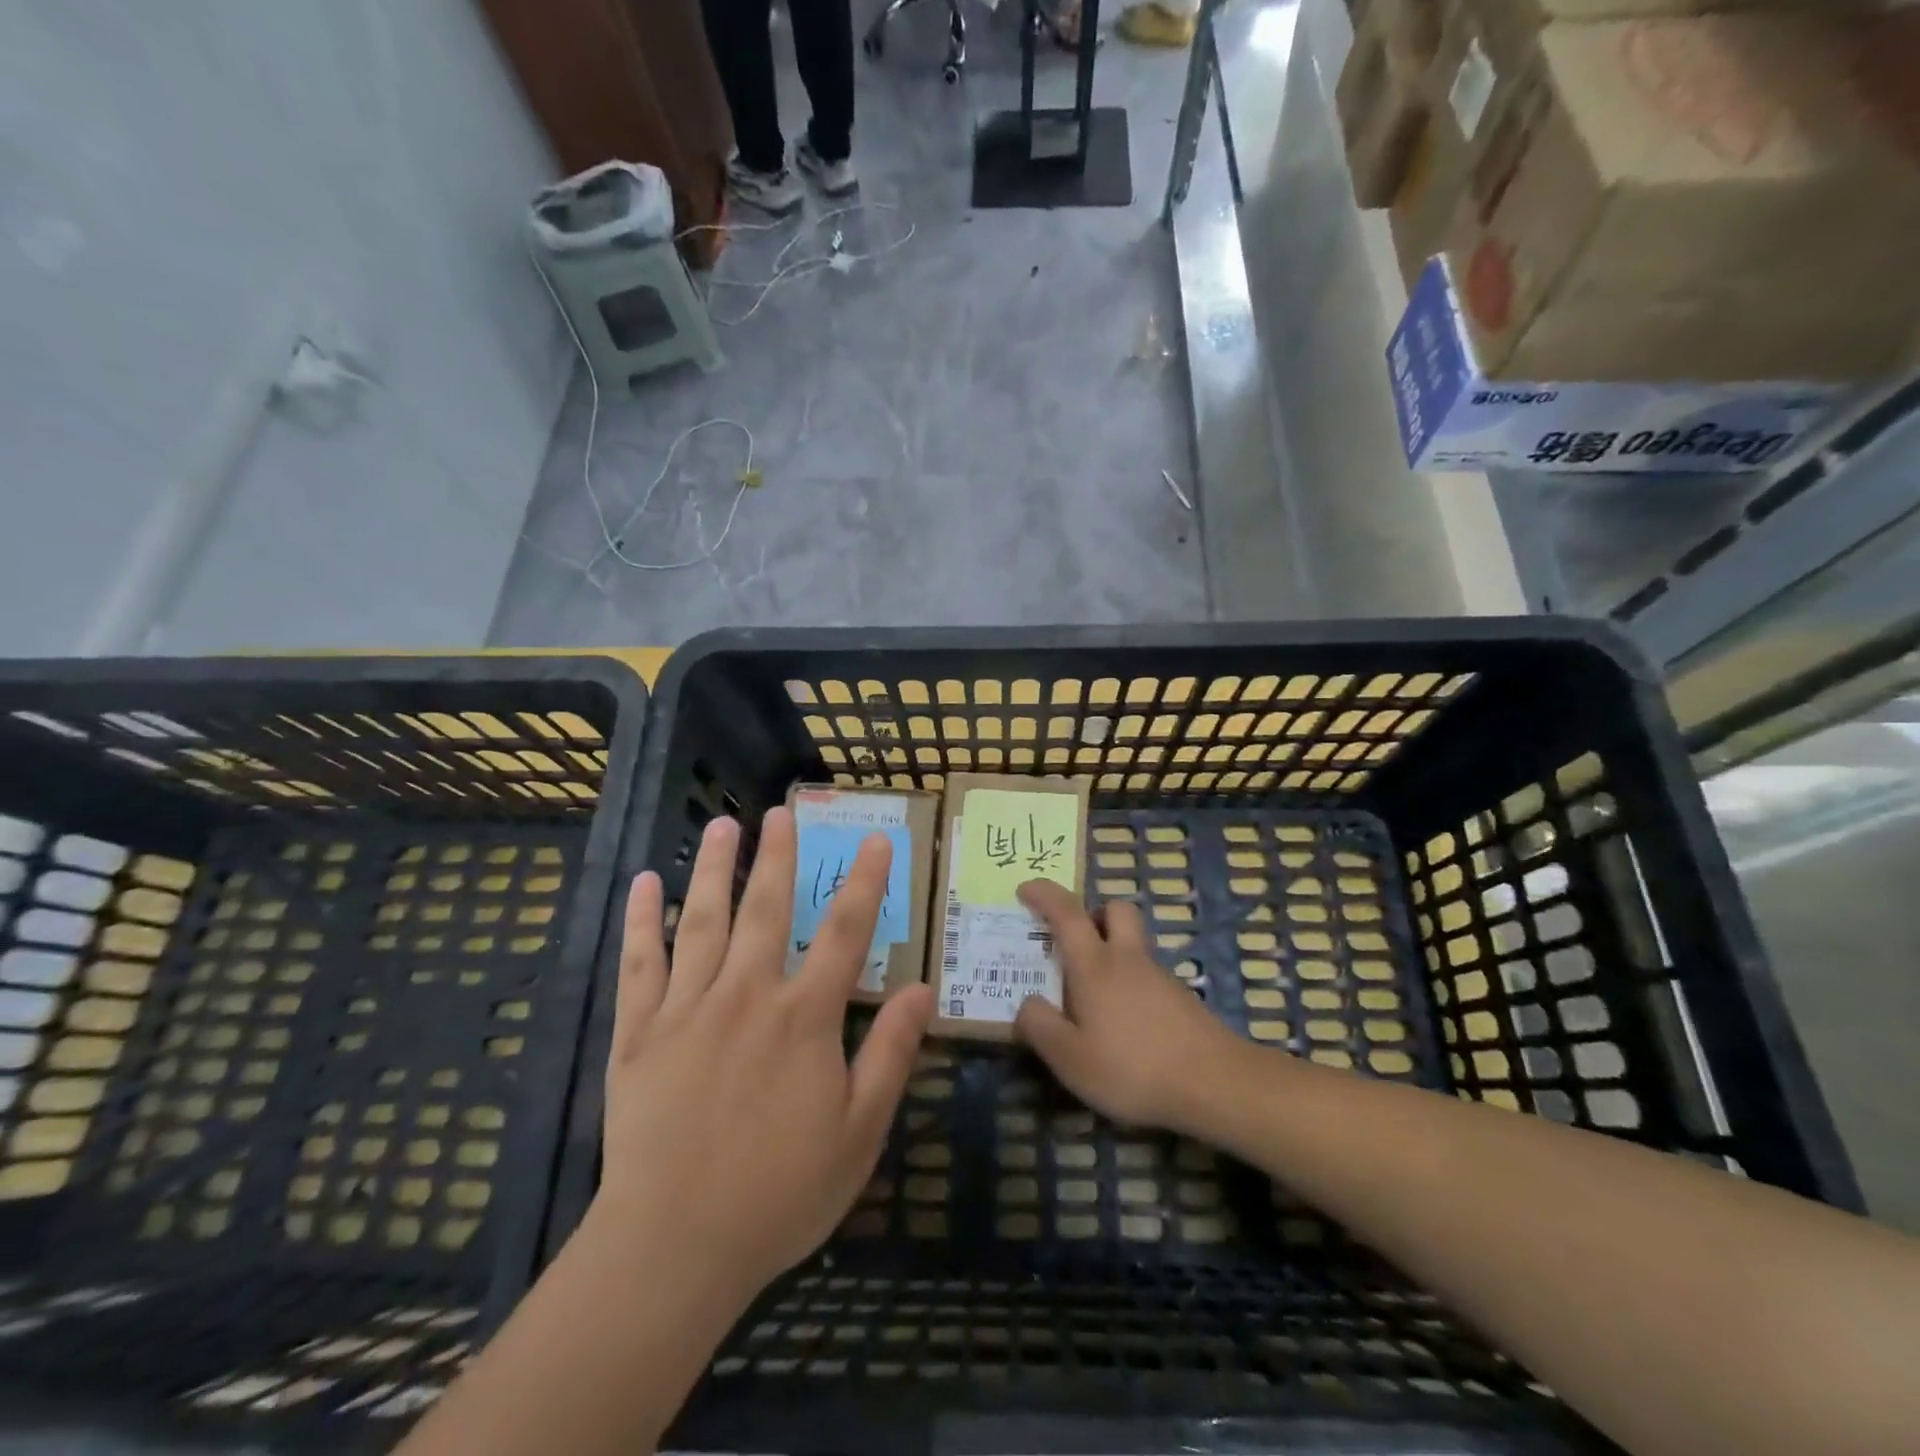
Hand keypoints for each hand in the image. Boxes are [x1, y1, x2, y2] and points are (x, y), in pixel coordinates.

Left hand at [590, 809, 935, 1300]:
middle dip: (778, 857)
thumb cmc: (779, 1193)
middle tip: (781, 811)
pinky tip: (647, 883)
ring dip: (716, 870)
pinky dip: (643, 920)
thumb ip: (891, 1054)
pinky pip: (640, 964)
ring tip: (725, 825)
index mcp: (804, 1018)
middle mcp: (748, 996)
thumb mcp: (858, 1132)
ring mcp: (688, 1009)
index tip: (874, 839)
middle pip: (767, 910)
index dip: (863, 883)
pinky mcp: (640, 1032)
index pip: (845, 933)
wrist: (675, 1247)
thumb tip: (922, 988)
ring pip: (704, 923)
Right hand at [1013, 879, 1247, 1134]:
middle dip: (1092, 913)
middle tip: (1072, 942)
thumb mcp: (1070, 1059)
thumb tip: (1026, 1002)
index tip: (1025, 889)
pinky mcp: (1180, 999)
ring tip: (1092, 997)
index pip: (1066, 912)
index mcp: (1095, 965)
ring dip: (1111, 951)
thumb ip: (1040, 1026)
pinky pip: (1146, 974)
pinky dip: (1129, 983)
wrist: (1215, 1085)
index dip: (1044, 894)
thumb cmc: (1132, 1067)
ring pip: (1133, 943)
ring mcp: (1159, 977)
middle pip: (1115, 909)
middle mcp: (1128, 959)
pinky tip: (1124, 1024)